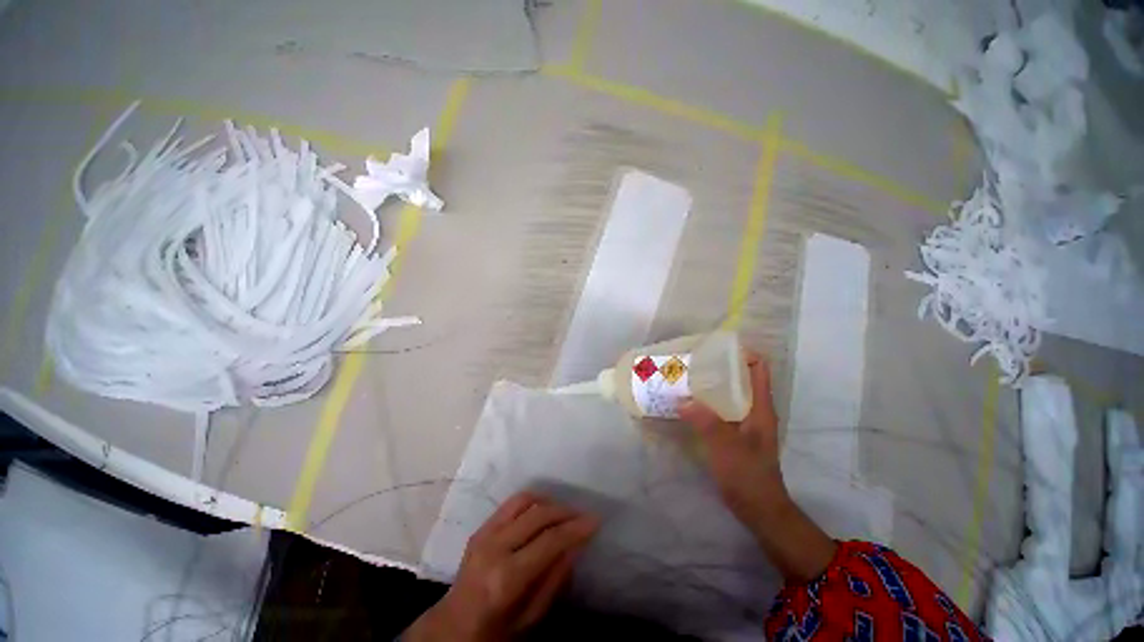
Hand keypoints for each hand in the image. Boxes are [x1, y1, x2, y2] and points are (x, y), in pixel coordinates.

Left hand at [404, 492, 599, 641]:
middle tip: (583, 516)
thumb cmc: (495, 631)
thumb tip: (577, 544)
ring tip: (565, 513)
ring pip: (525, 501)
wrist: (453, 627)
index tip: (595, 520)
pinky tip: (543, 510)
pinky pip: (511, 503)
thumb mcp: (531, 617)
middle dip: (565, 511)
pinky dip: (532, 501)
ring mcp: (484, 533)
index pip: (549, 541)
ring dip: (549, 502)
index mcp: (506, 578)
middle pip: (538, 515)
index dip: (575, 528)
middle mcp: (494, 548)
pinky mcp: (481, 527)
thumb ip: (555, 578)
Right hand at [678, 352, 789, 536]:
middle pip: (740, 379)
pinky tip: (688, 404)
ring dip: (710, 385)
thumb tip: (682, 400)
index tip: (718, 348)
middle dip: (719, 367)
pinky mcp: (733, 434)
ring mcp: (743, 423)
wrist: (759, 510)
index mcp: (760, 408)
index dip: (743, 354)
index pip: (758, 369)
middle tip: (693, 361)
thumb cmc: (749, 476)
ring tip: (687, 377)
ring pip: (728, 394)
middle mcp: (753, 410)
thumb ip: (706, 422)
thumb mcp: (728, 447)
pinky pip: (719, 410)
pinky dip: (706, 403)